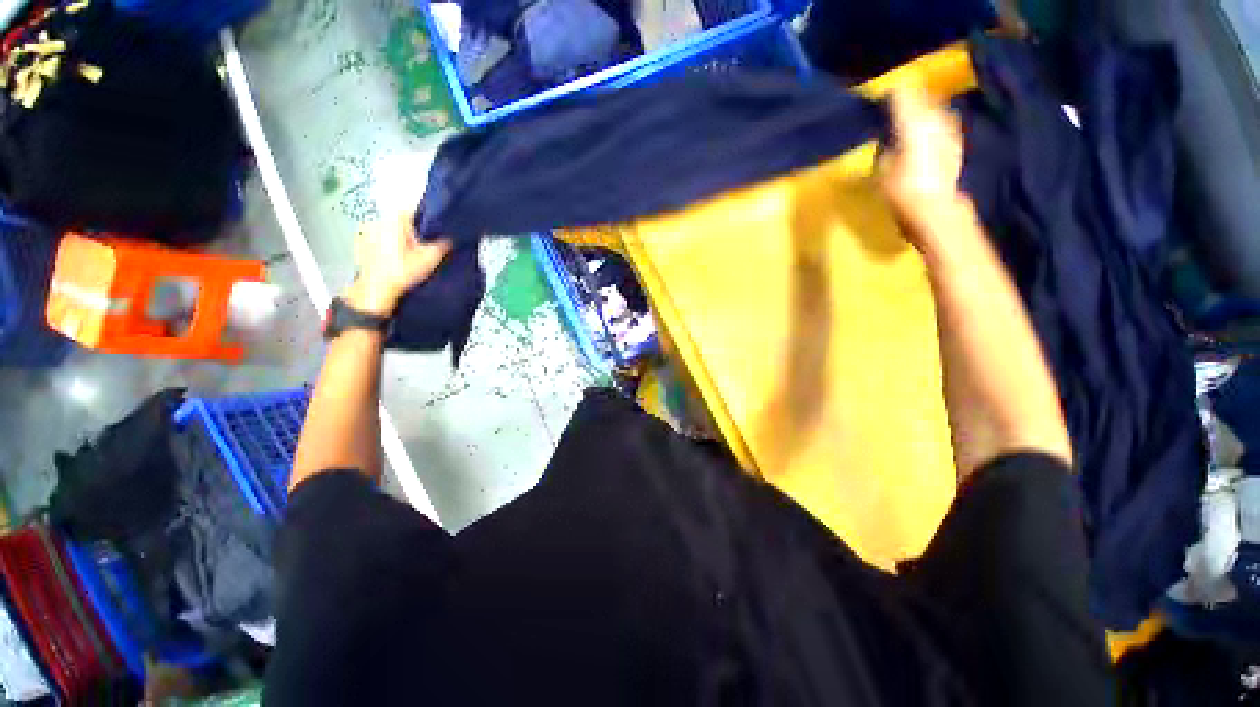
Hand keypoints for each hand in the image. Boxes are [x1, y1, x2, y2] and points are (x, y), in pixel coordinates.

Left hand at [342, 214, 451, 316]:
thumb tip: (449, 238)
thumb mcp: (430, 259)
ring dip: (396, 239)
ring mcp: (365, 231)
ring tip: (405, 256)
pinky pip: (376, 239)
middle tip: (419, 249)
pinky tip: (391, 259)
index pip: (414, 211)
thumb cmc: (402, 271)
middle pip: (400, 221)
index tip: (431, 235)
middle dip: (410, 232)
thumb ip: (442, 244)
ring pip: (388, 230)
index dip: (425, 222)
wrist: (376, 289)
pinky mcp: (359, 243)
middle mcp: (378, 221)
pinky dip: (384, 245)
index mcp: (395, 220)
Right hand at [878, 88, 973, 247]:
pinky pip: (944, 125)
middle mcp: (935, 118)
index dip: (892, 95)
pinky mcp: (957, 144)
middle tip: (897, 106)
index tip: (883, 98)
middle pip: (923, 98)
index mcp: (913, 121)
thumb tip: (890, 139)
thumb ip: (885, 149)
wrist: (935, 209)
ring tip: (913, 119)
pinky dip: (935, 126)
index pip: (903, 94)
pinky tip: (928, 134)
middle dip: (911, 101)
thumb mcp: (881, 171)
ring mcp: (950, 130)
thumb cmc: (901, 191)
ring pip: (936, 110)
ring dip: (925, 112)